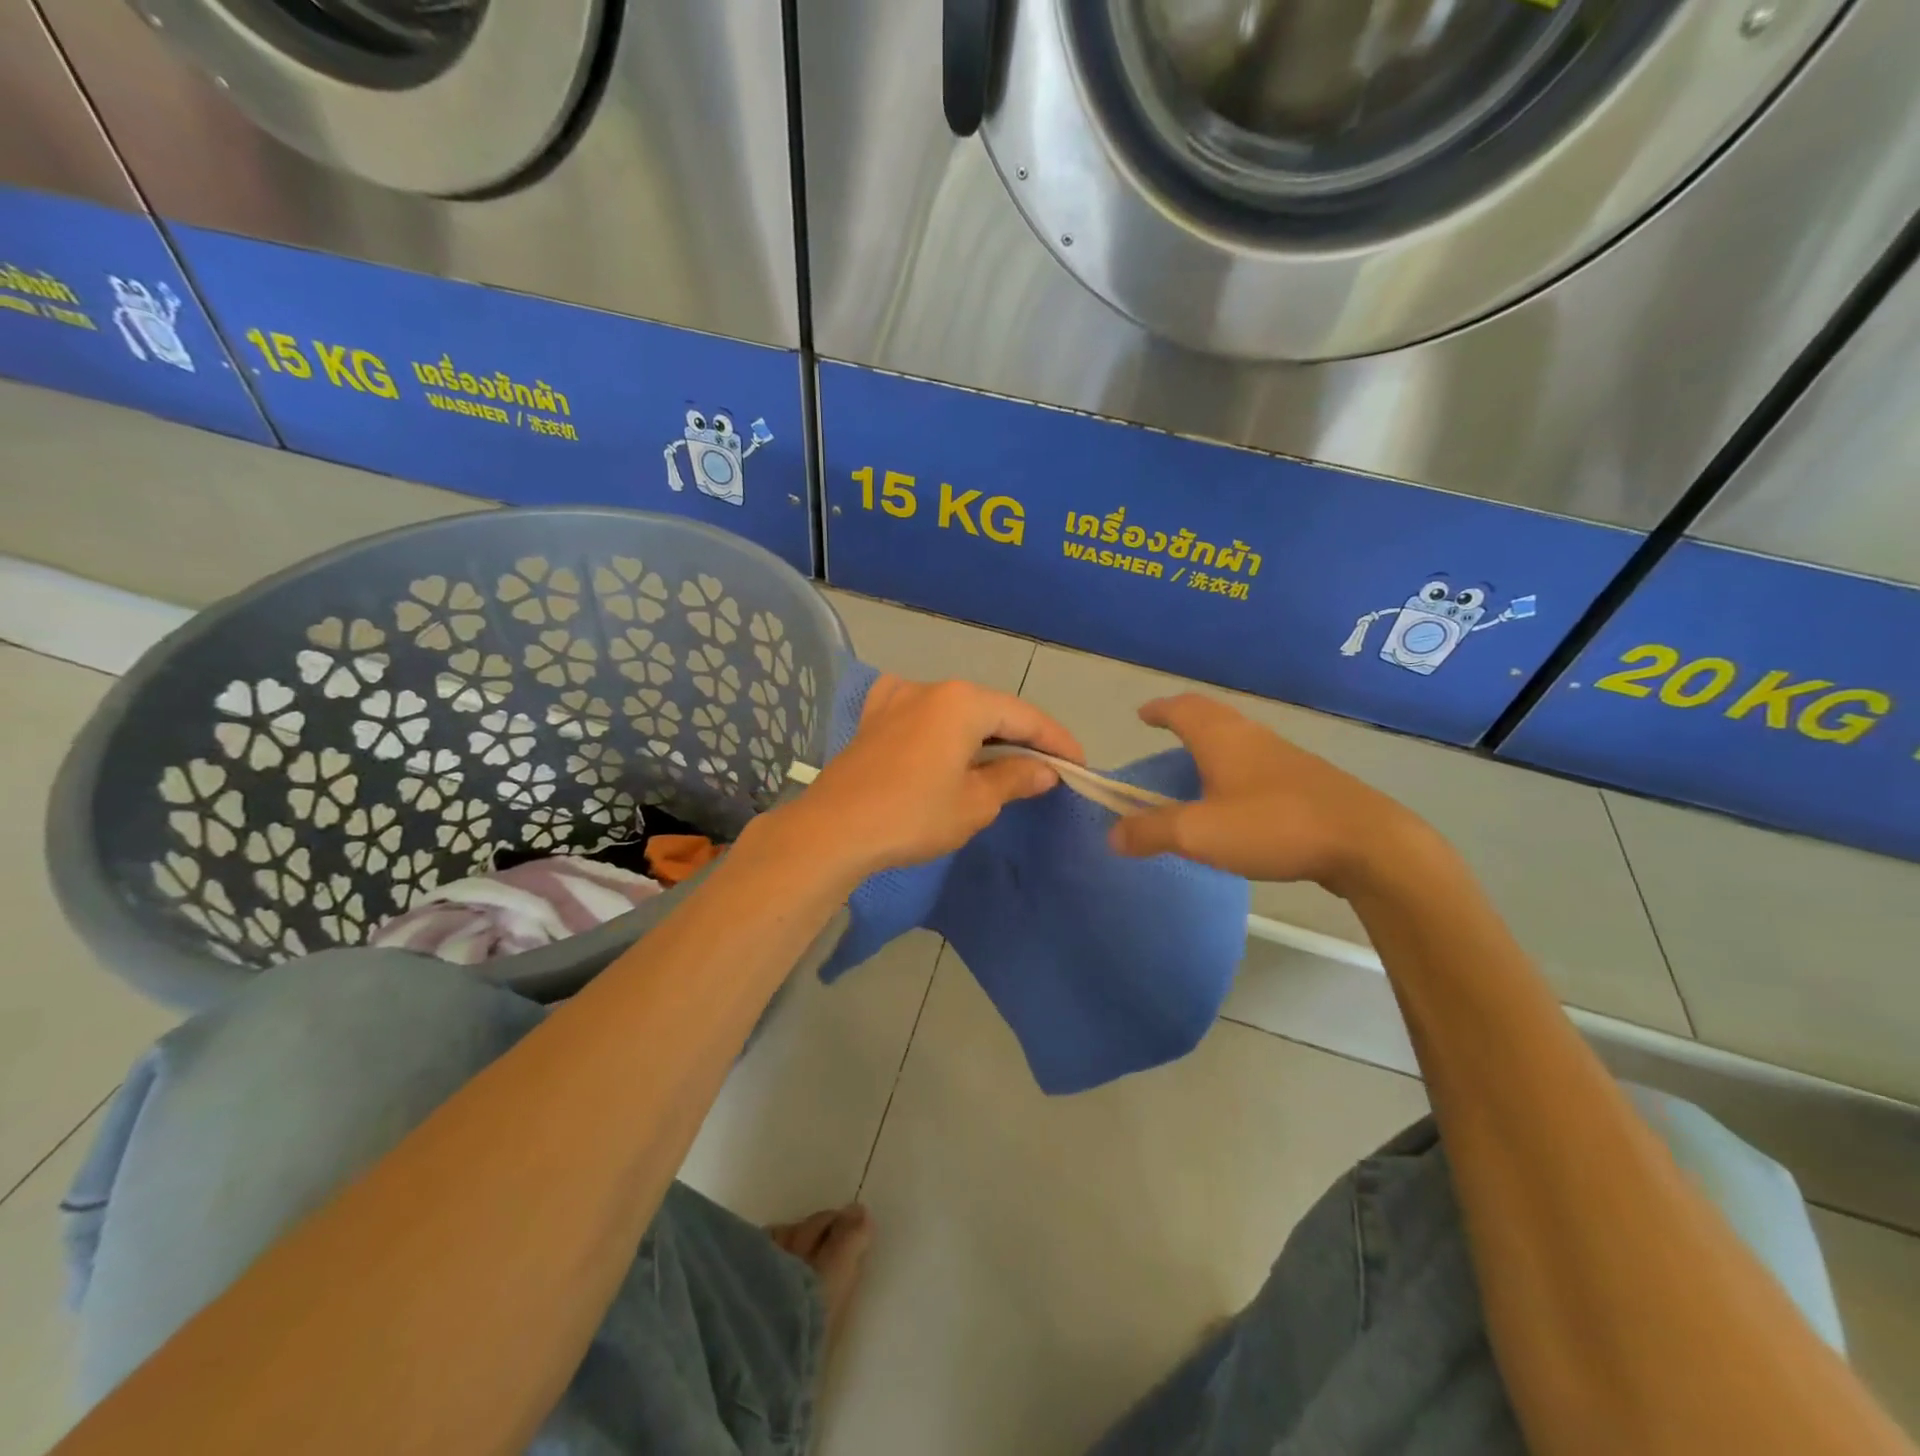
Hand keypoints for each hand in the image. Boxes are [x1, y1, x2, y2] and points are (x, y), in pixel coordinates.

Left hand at [771, 675, 1083, 881]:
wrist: (833, 830)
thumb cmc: (913, 815)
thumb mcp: (974, 803)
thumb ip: (1014, 778)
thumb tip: (1044, 770)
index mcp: (963, 701)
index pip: (1025, 716)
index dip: (1056, 741)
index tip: (1078, 766)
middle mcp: (931, 688)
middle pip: (990, 709)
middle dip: (1020, 737)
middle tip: (1045, 768)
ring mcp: (896, 699)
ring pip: (955, 711)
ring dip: (982, 734)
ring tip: (1001, 761)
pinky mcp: (873, 718)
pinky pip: (920, 714)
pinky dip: (942, 728)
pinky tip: (942, 741)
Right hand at [1107, 694, 1432, 892]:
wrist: (1366, 842)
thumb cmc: (1273, 826)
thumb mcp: (1200, 833)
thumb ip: (1151, 832)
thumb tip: (1112, 834)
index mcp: (1221, 738)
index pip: (1181, 708)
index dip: (1158, 709)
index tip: (1142, 714)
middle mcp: (1251, 737)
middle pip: (1211, 714)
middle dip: (1183, 718)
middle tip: (1164, 731)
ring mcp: (1284, 756)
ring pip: (1238, 735)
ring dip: (1212, 740)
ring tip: (1195, 764)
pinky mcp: (1308, 779)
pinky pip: (1257, 759)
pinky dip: (1235, 763)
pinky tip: (1238, 795)